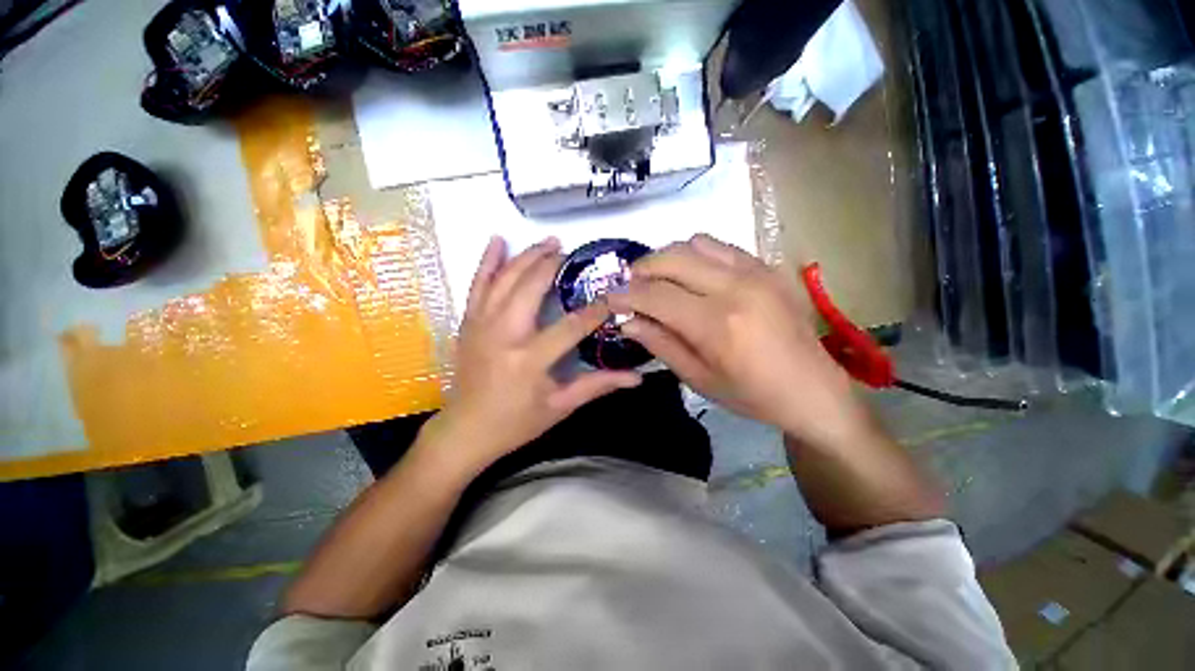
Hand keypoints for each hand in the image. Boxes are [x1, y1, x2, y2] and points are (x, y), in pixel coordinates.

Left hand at [425, 237, 641, 476]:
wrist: (466, 430)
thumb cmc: (516, 422)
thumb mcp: (560, 406)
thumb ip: (597, 385)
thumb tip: (636, 378)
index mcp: (529, 360)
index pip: (571, 326)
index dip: (595, 310)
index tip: (612, 296)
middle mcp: (503, 335)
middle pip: (531, 288)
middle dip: (554, 265)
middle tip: (573, 253)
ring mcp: (481, 325)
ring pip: (504, 279)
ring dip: (527, 256)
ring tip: (548, 241)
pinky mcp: (468, 323)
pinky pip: (477, 284)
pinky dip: (487, 261)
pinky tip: (497, 240)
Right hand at [607, 235, 869, 448]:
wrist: (813, 389)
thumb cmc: (752, 394)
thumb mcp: (698, 379)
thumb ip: (660, 344)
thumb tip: (628, 321)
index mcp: (717, 324)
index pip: (656, 295)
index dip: (626, 294)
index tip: (608, 297)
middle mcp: (735, 288)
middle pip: (672, 259)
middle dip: (641, 269)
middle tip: (629, 286)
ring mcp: (755, 271)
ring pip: (694, 244)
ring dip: (667, 259)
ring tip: (659, 280)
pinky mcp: (766, 267)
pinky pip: (719, 246)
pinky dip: (695, 255)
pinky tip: (692, 276)